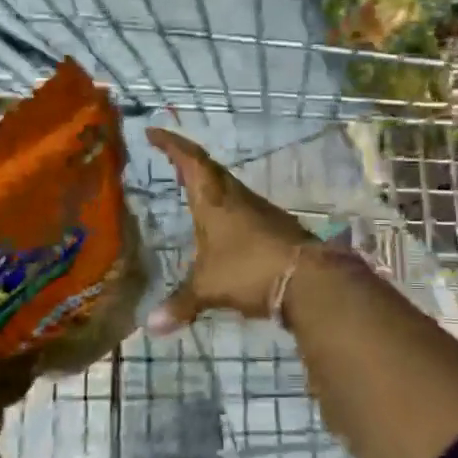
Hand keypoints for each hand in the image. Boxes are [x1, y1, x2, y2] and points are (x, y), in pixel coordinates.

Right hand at [145, 128, 314, 332]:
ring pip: (228, 186)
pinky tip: (222, 223)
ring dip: (209, 182)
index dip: (171, 144)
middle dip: (188, 160)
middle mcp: (235, 196)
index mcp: (213, 199)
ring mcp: (258, 209)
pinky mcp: (274, 225)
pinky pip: (242, 206)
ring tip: (191, 188)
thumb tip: (149, 326)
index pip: (189, 160)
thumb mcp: (208, 288)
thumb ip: (180, 304)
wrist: (308, 278)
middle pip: (210, 169)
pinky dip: (226, 206)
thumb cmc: (248, 270)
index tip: (154, 131)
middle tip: (170, 157)